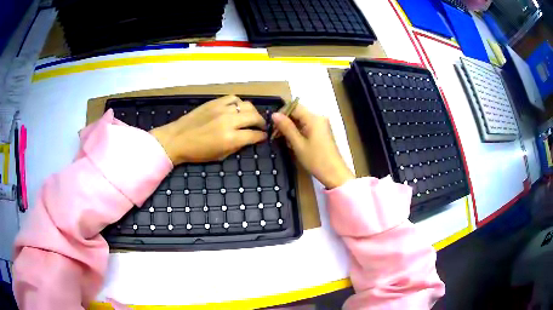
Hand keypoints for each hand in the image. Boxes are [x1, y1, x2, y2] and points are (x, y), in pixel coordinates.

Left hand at [150, 95, 266, 164]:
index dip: (262, 136)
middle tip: (261, 126)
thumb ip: (237, 146)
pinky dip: (239, 103)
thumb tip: (249, 139)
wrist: (177, 139)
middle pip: (254, 117)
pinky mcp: (215, 102)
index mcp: (230, 138)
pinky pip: (233, 98)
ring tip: (251, 116)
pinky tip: (237, 108)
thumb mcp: (220, 156)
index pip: (254, 135)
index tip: (263, 137)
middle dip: (261, 122)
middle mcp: (229, 121)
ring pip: (246, 105)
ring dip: (252, 111)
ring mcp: (222, 109)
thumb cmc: (197, 152)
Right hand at [271, 104, 353, 188]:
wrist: (334, 174)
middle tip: (275, 136)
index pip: (294, 106)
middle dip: (286, 122)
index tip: (272, 126)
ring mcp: (321, 125)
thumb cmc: (316, 160)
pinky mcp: (322, 132)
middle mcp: (318, 118)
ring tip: (285, 142)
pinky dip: (299, 133)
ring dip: (291, 129)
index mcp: (313, 118)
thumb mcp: (298, 144)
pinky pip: (307, 127)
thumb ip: (286, 127)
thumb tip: (274, 114)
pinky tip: (294, 144)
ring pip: (301, 121)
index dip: (282, 113)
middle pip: (298, 113)